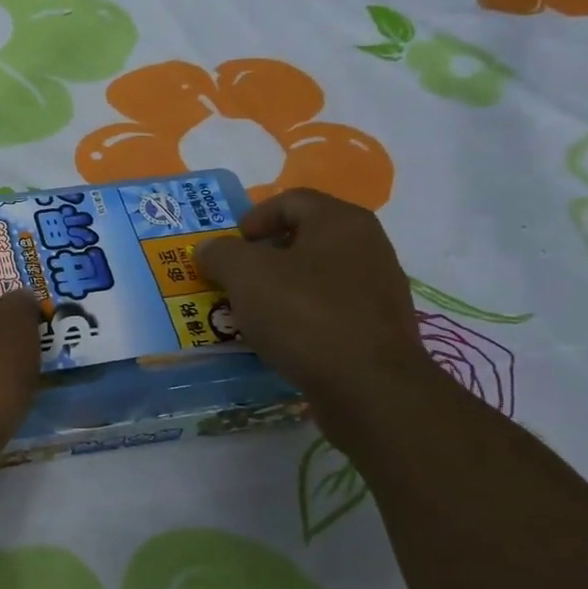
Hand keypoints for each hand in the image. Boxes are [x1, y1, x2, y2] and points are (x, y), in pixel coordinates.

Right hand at [197, 189, 439, 428]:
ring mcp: (378, 290)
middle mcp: (367, 246)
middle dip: (261, 258)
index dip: (252, 218)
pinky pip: (329, 311)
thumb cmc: (304, 315)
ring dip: (278, 290)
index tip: (228, 249)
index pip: (290, 200)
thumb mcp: (245, 275)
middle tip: (233, 281)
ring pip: (315, 277)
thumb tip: (209, 249)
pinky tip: (281, 340)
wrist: (369, 389)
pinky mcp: (378, 329)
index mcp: (341, 221)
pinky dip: (300, 318)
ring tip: (250, 314)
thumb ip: (220, 253)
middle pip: (303, 239)